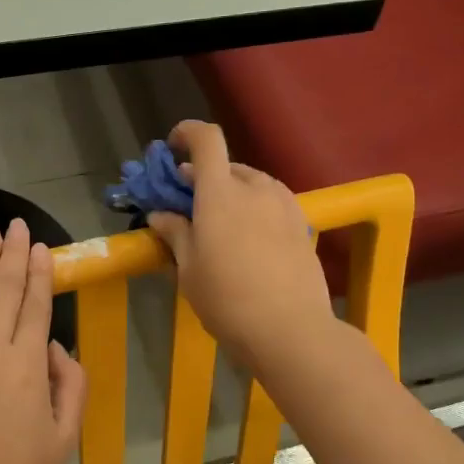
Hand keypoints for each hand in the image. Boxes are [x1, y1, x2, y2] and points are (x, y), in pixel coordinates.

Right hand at [145, 120, 333, 372]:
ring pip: (252, 184)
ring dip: (232, 192)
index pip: (206, 140)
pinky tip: (249, 239)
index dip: (187, 133)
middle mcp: (255, 188)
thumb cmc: (226, 299)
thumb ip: (175, 233)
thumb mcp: (189, 270)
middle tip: (188, 204)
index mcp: (220, 193)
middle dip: (204, 176)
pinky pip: (272, 202)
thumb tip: (160, 214)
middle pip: (227, 165)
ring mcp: (284, 204)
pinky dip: (255, 207)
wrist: (290, 330)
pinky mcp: (302, 224)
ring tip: (220, 224)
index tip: (172, 148)